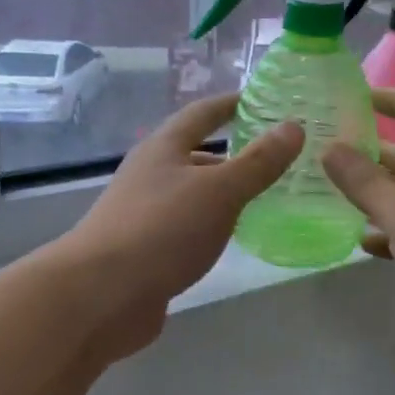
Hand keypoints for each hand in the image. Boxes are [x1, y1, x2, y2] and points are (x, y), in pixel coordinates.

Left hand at [48, 93, 303, 361]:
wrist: (100, 295)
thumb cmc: (161, 230)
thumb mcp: (218, 191)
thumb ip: (257, 162)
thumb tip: (293, 126)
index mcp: (163, 148)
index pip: (202, 114)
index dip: (232, 104)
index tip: (264, 100)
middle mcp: (151, 174)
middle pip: (195, 154)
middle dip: (234, 153)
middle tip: (277, 156)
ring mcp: (145, 213)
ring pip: (192, 193)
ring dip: (224, 192)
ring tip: (265, 196)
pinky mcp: (146, 249)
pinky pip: (187, 226)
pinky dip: (213, 224)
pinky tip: (233, 237)